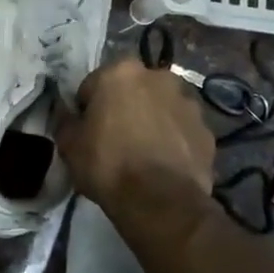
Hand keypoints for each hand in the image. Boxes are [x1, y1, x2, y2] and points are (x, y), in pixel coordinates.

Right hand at [58, 58, 215, 209]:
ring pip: (161, 107)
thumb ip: (66, 121)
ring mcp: (188, 102)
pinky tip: (164, 164)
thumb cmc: (107, 164)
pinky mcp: (207, 129)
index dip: (87, 109)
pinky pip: (182, 130)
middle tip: (115, 139)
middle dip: (124, 107)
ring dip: (152, 120)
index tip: (86, 131)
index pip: (93, 85)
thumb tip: (67, 114)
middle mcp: (158, 76)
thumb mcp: (69, 144)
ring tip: (143, 154)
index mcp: (120, 72)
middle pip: (132, 90)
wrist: (160, 200)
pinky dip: (174, 140)